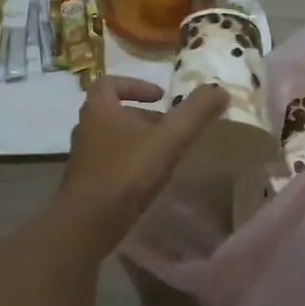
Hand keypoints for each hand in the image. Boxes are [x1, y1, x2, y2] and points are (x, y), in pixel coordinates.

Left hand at [55, 77, 227, 239]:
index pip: (109, 82)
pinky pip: (110, 162)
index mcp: (99, 109)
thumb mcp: (169, 138)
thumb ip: (195, 112)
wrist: (87, 223)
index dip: (136, 85)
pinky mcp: (86, 182)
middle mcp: (86, 128)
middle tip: (170, 127)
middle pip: (114, 111)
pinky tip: (150, 180)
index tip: (160, 96)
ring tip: (165, 153)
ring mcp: (84, 157)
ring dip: (138, 140)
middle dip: (144, 116)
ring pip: (113, 138)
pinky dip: (130, 162)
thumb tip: (220, 90)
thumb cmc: (126, 172)